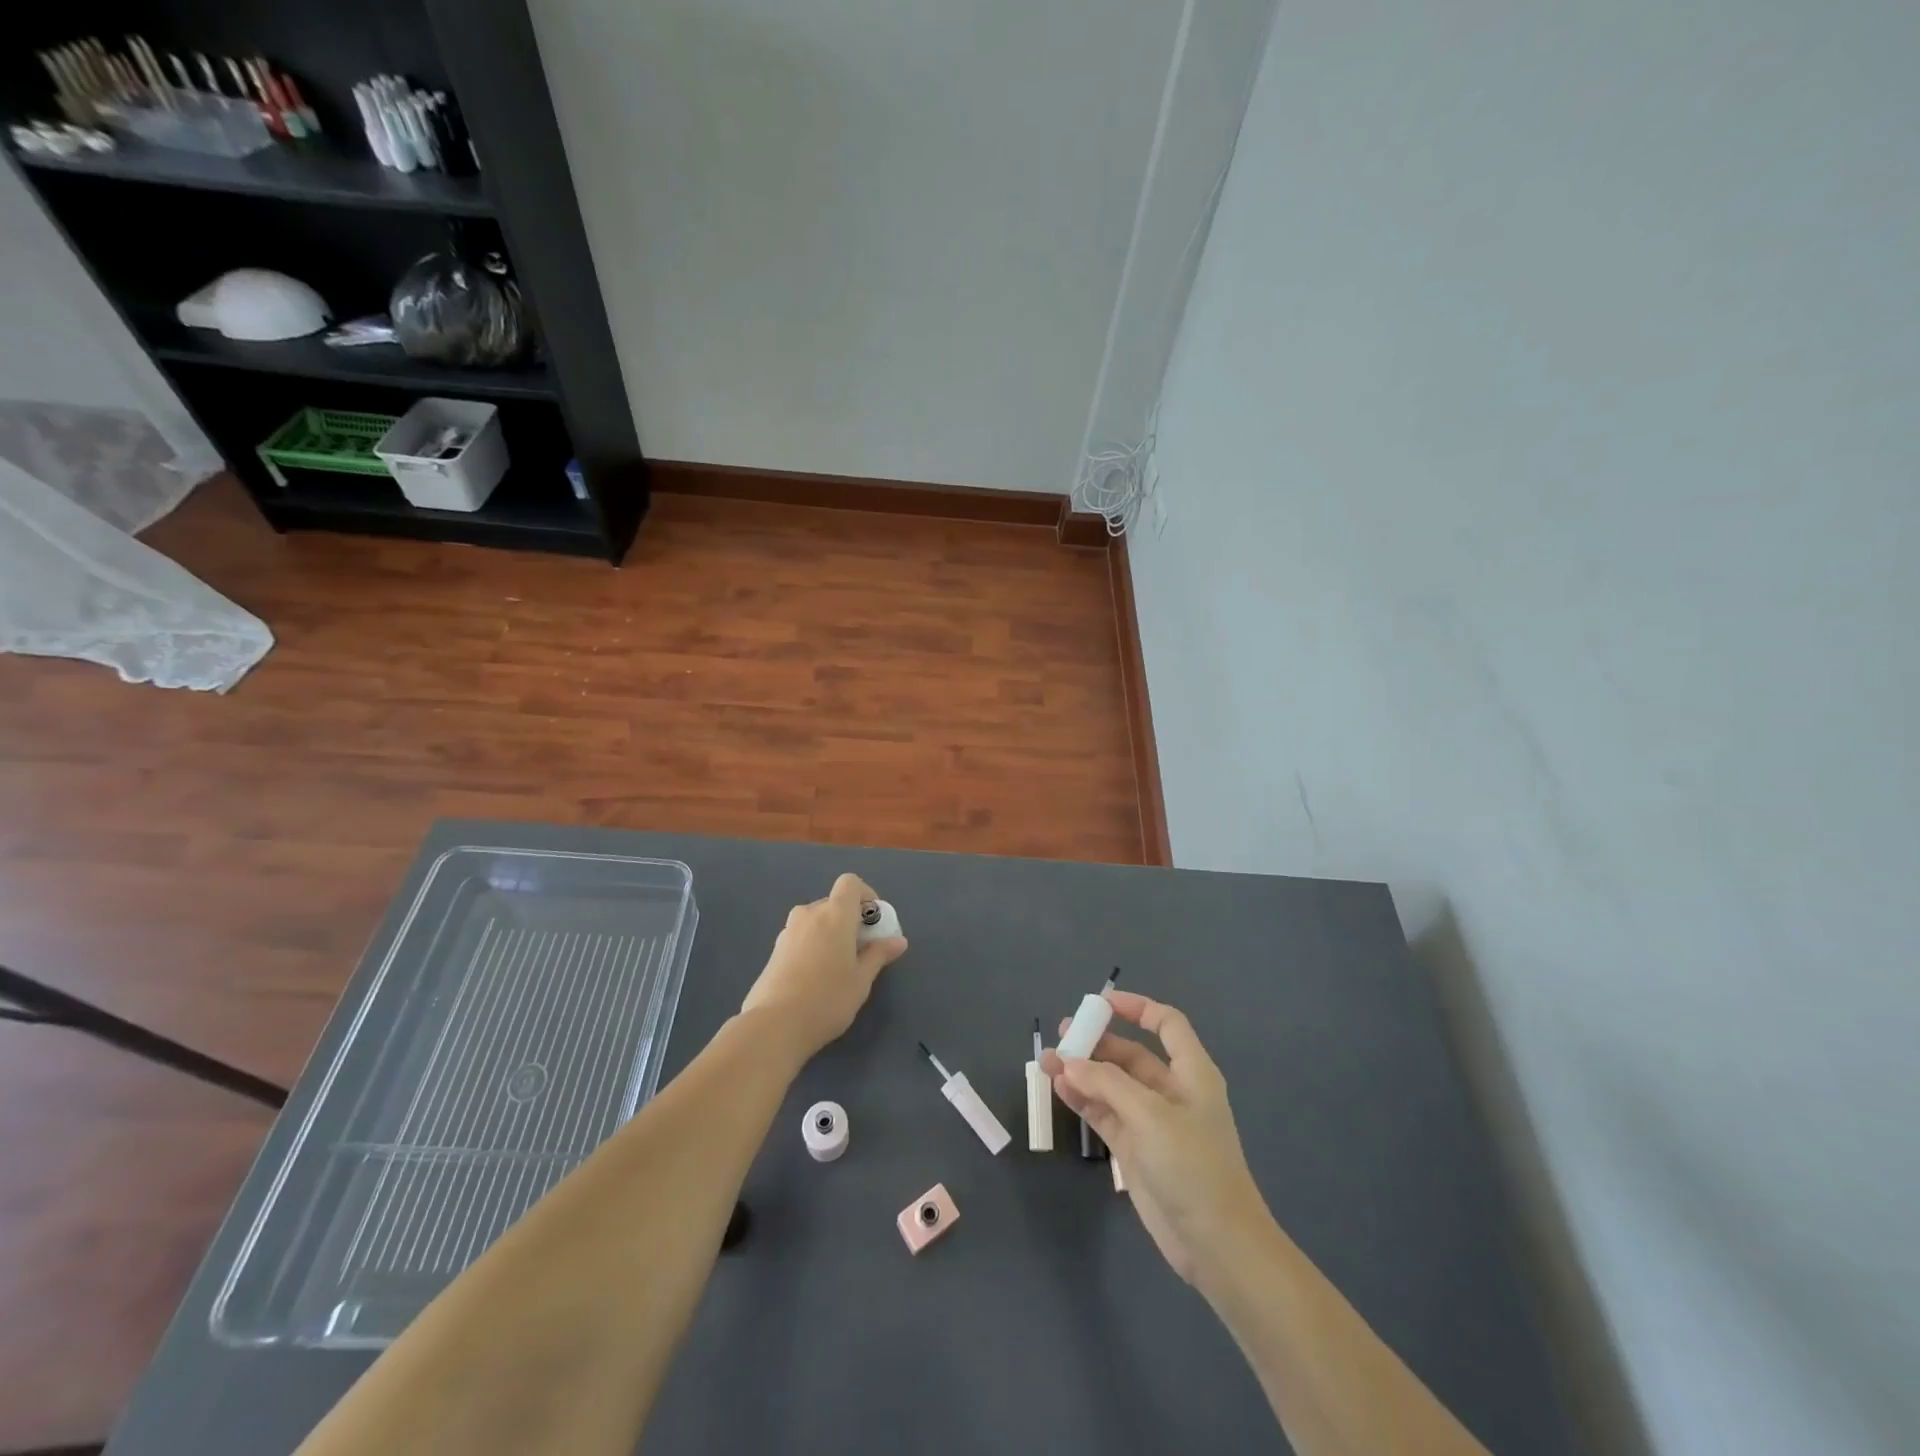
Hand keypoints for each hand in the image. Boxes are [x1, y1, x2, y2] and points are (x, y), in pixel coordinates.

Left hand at [741, 874, 907, 1060]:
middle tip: (860, 951)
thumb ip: (879, 955)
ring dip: (829, 934)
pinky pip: (801, 937)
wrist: (774, 1025)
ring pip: (815, 922)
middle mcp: (809, 914)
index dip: (865, 895)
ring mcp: (788, 931)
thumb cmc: (827, 998)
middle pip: (833, 904)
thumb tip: (898, 940)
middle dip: (849, 920)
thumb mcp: (862, 980)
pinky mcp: (774, 951)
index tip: (873, 922)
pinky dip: (812, 946)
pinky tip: (815, 979)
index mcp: (834, 914)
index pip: (850, 883)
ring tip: (837, 968)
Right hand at [1043, 991, 1269, 1285]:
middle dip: (1097, 1042)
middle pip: (1131, 1053)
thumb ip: (1107, 1084)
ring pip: (1111, 1084)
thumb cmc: (1193, 1166)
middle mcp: (1171, 1091)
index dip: (1137, 1008)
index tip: (1101, 1002)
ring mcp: (1151, 1121)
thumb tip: (1069, 1062)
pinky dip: (1083, 1099)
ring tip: (1047, 1061)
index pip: (1166, 1024)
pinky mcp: (1135, 1149)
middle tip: (1063, 1034)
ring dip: (1082, 1071)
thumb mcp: (1150, 1116)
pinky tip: (1059, 1088)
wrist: (1216, 1244)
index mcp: (1191, 1073)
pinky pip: (1104, 1112)